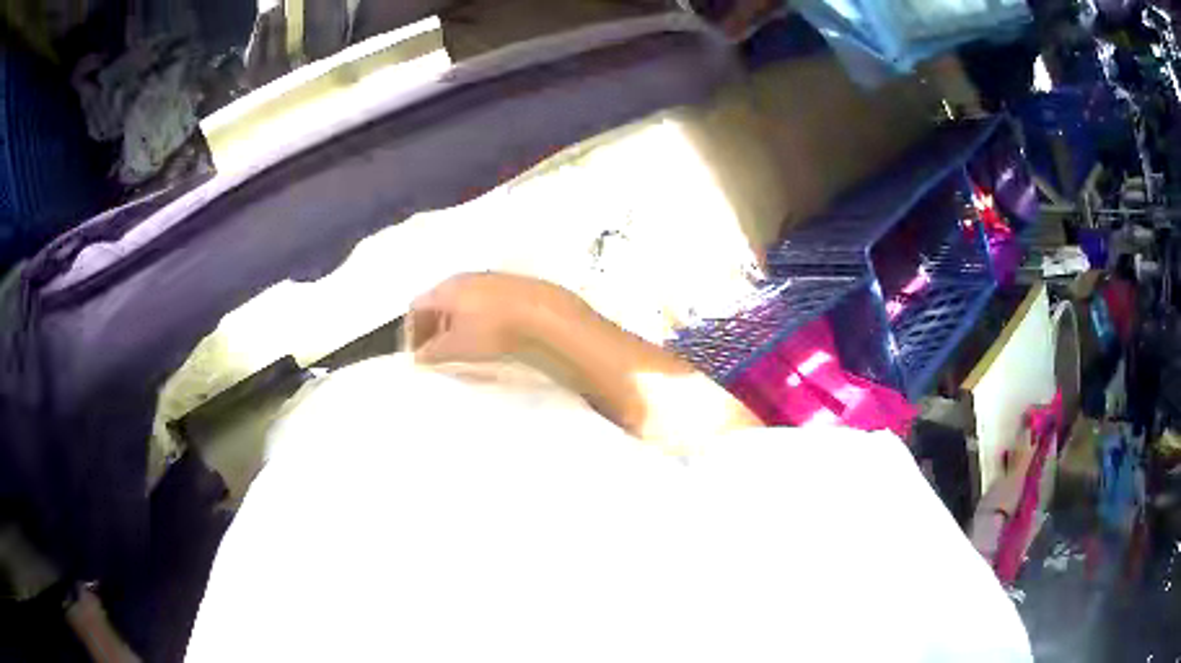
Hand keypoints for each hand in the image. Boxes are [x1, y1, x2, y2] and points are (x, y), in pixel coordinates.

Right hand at [409, 273, 586, 363]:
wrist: (542, 312)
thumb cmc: (492, 328)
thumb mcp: (458, 346)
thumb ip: (434, 352)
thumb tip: (419, 356)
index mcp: (445, 289)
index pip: (417, 306)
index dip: (413, 330)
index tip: (417, 351)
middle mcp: (463, 278)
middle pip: (438, 301)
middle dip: (433, 326)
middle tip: (436, 349)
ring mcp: (488, 279)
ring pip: (461, 300)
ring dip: (454, 321)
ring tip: (460, 344)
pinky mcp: (509, 285)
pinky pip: (481, 300)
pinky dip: (474, 316)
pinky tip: (486, 333)